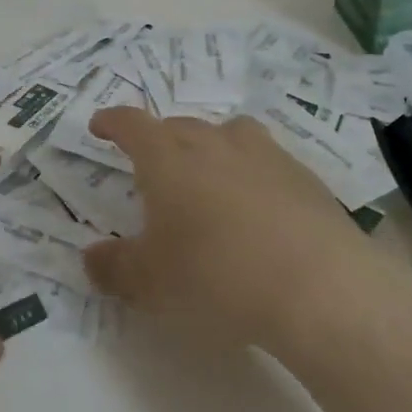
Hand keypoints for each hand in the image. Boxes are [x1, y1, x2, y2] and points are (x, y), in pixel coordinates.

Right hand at [82, 107, 386, 351]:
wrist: (319, 289)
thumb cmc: (216, 277)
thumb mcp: (151, 283)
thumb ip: (114, 267)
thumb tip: (91, 257)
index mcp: (167, 157)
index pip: (131, 124)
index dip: (112, 122)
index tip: (100, 126)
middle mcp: (213, 142)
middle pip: (179, 126)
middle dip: (159, 140)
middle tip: (153, 168)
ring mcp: (264, 154)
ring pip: (228, 134)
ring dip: (211, 148)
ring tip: (209, 177)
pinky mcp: (304, 177)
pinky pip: (266, 161)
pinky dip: (252, 174)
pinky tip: (259, 210)